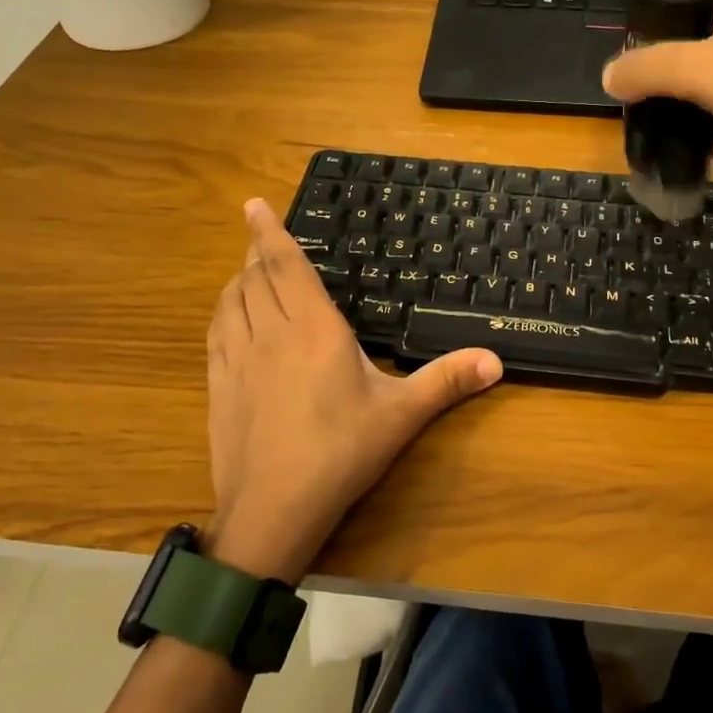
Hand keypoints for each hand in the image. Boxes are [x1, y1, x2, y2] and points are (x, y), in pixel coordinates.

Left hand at [203, 199, 502, 580]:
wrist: (273, 509)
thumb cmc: (341, 452)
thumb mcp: (401, 415)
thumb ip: (447, 381)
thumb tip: (496, 359)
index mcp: (314, 329)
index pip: (287, 266)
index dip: (270, 231)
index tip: (255, 203)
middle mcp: (271, 333)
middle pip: (256, 277)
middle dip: (257, 250)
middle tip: (261, 233)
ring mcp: (238, 359)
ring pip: (231, 301)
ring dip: (239, 278)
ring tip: (249, 270)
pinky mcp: (219, 386)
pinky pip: (216, 332)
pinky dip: (223, 311)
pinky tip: (230, 317)